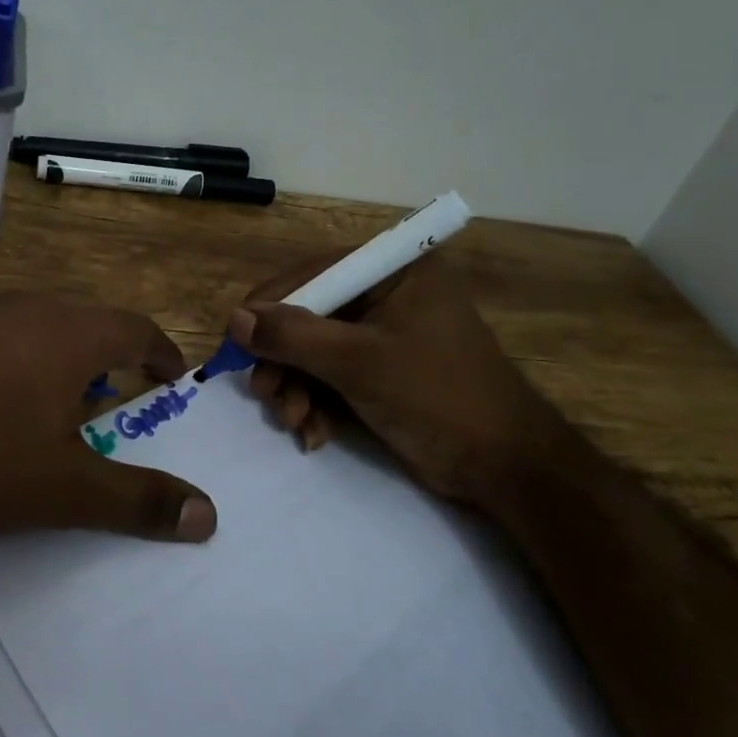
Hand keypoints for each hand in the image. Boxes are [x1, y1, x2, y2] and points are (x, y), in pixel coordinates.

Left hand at [0, 294, 217, 543]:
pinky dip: (23, 363)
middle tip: (125, 399)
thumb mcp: (67, 490)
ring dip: (67, 360)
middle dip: (116, 358)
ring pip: (44, 329)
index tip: (173, 380)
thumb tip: (208, 516)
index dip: (162, 353)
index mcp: (72, 333)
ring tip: (68, 405)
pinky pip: (3, 340)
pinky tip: (2, 406)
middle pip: (91, 323)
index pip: (137, 328)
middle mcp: (30, 310)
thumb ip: (139, 499)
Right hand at [229, 245, 581, 521]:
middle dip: (284, 360)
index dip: (270, 306)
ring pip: (315, 350)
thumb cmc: (436, 397)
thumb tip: (234, 318)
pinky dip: (316, 403)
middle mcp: (387, 293)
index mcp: (395, 270)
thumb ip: (293, 336)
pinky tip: (314, 433)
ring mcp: (385, 334)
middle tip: (265, 395)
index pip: (314, 273)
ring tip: (294, 421)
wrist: (503, 466)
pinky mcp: (382, 370)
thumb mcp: (358, 363)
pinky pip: (332, 375)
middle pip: (310, 315)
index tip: (235, 341)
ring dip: (296, 387)